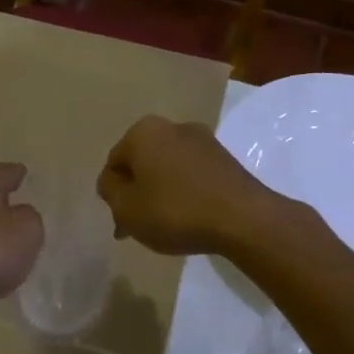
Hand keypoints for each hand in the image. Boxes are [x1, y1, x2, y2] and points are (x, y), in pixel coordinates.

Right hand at [96, 116, 287, 255]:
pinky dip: (185, 193)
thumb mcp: (127, 209)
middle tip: (139, 226)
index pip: (114, 163)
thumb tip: (112, 181)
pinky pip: (192, 175)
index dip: (113, 195)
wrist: (243, 219)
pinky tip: (189, 218)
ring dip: (161, 194)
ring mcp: (203, 140)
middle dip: (138, 192)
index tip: (122, 221)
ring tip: (166, 226)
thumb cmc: (175, 211)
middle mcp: (172, 126)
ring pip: (167, 169)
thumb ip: (110, 192)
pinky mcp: (225, 158)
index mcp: (143, 132)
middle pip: (142, 163)